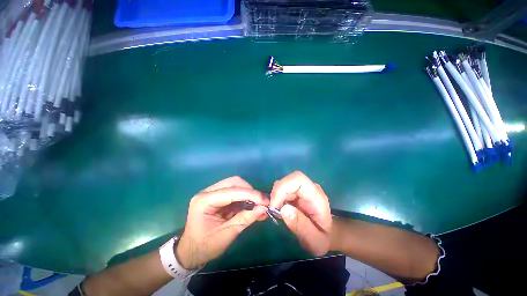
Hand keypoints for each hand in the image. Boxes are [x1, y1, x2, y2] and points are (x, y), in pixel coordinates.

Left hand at [176, 177, 268, 269]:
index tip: (264, 201)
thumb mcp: (226, 235)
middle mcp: (207, 192)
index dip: (249, 194)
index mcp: (204, 201)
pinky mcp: (218, 196)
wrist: (190, 251)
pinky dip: (245, 197)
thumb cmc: (204, 246)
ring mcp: (212, 192)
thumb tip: (263, 208)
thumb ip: (245, 219)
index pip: (231, 192)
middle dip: (249, 191)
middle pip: (233, 182)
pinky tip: (252, 205)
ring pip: (235, 184)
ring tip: (259, 204)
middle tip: (261, 202)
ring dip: (248, 193)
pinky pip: (235, 191)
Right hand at [270, 171, 331, 255]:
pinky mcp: (296, 192)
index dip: (283, 187)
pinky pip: (283, 189)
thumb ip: (301, 226)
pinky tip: (276, 208)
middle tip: (271, 209)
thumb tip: (283, 209)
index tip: (274, 205)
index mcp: (317, 197)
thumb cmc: (322, 238)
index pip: (298, 179)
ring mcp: (302, 190)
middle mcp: (309, 189)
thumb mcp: (314, 240)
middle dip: (277, 193)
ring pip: (284, 184)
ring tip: (274, 210)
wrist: (326, 235)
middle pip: (289, 180)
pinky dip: (276, 197)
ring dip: (275, 195)